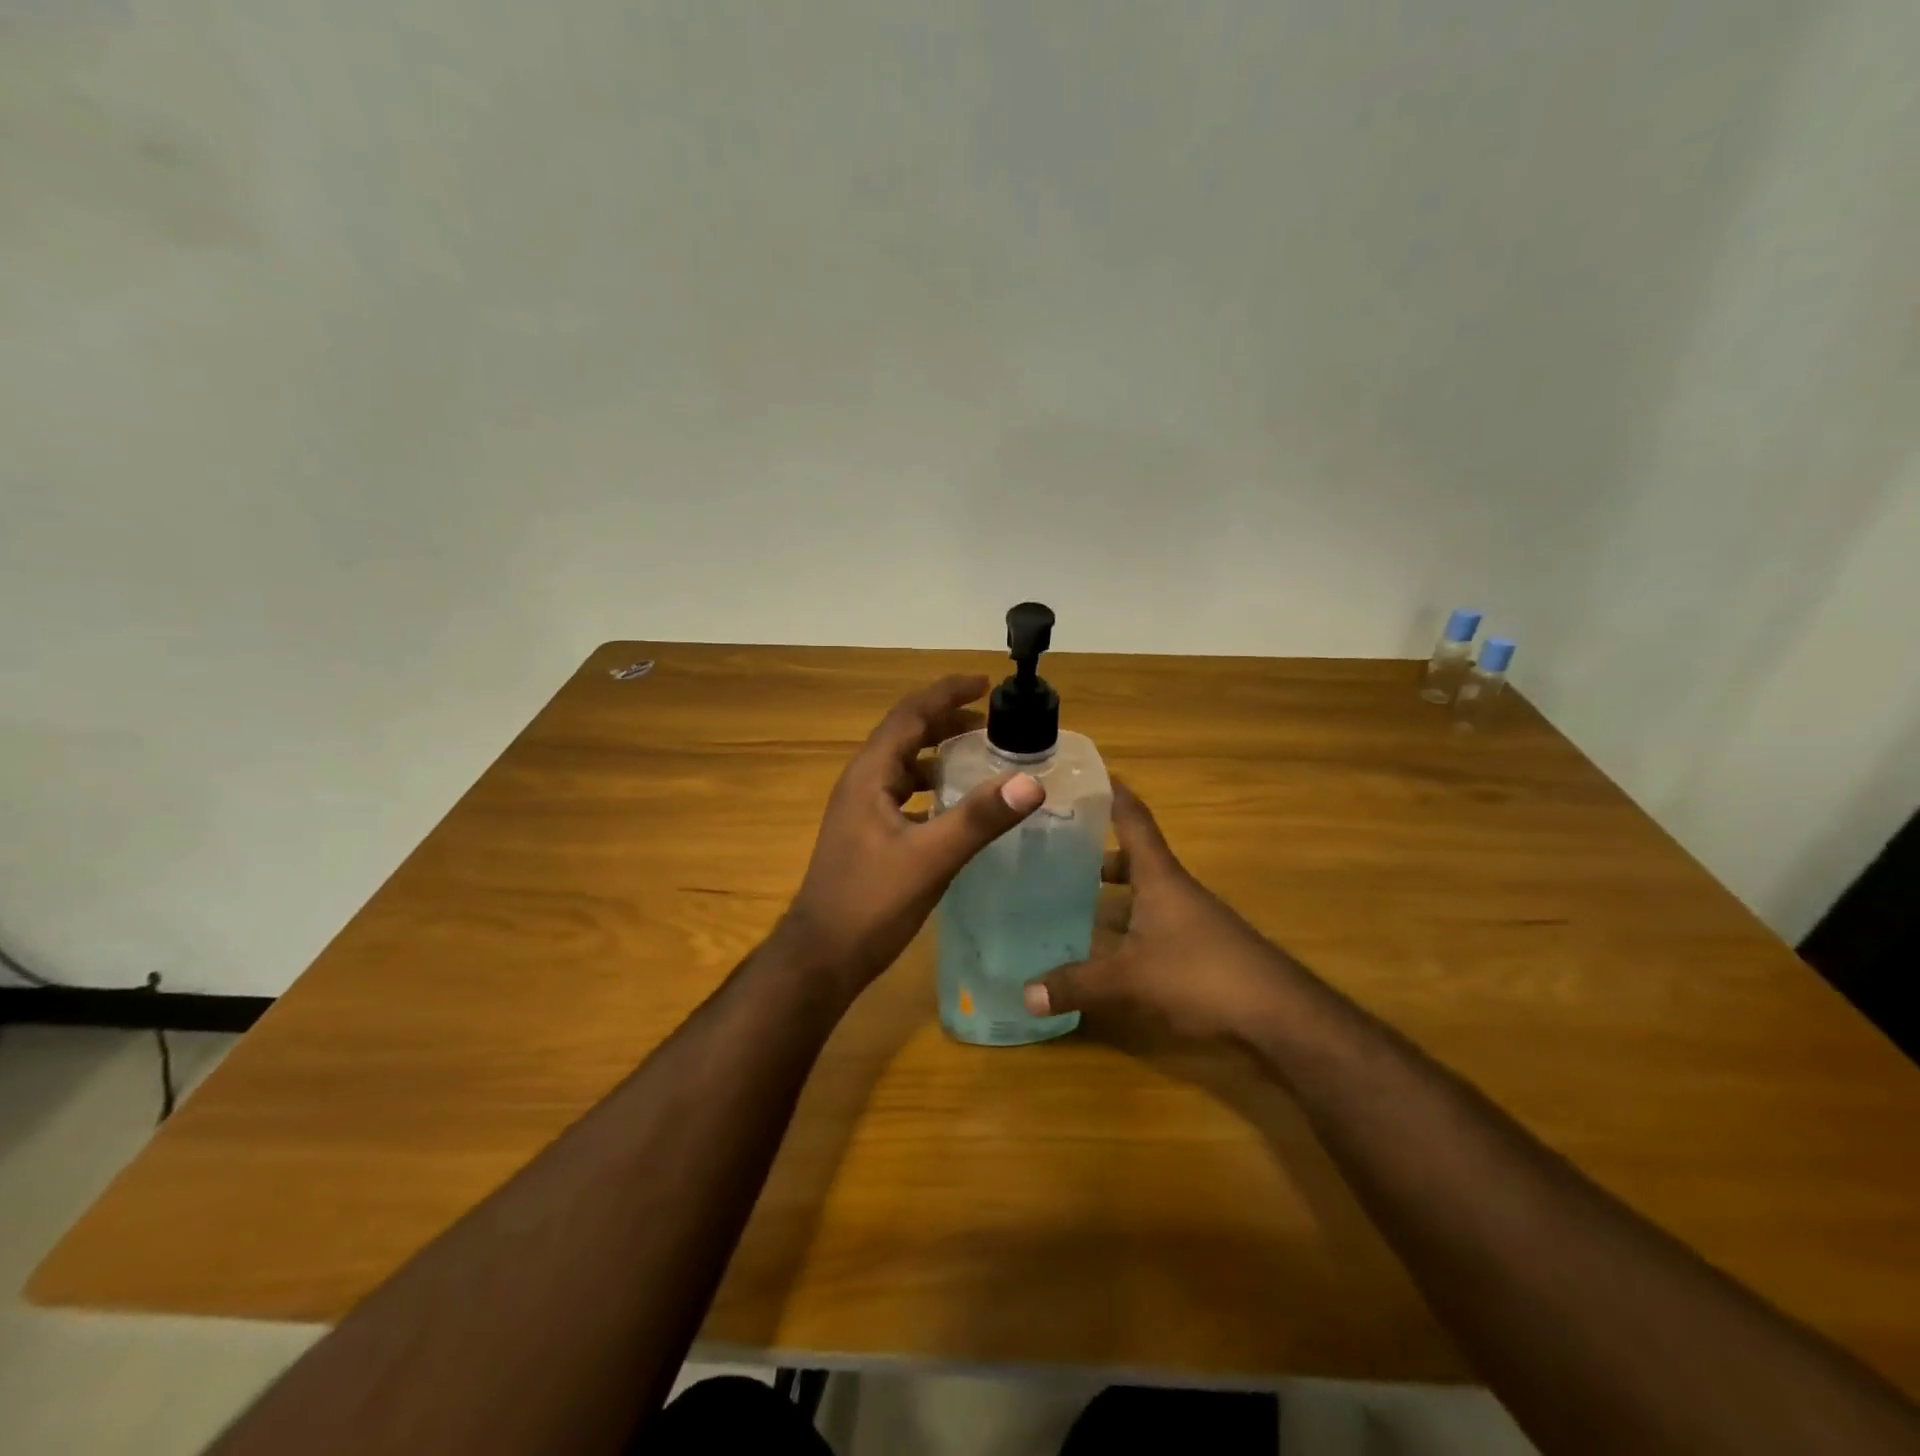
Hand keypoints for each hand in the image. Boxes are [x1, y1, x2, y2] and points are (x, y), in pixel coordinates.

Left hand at [781, 675, 1046, 988]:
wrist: (822, 957)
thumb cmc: (870, 903)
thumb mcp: (931, 858)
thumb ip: (979, 819)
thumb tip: (1031, 781)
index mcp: (870, 775)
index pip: (910, 715)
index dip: (946, 694)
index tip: (985, 683)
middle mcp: (861, 783)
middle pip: (906, 736)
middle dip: (947, 721)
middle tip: (992, 720)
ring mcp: (861, 811)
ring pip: (904, 767)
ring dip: (940, 755)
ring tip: (981, 755)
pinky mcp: (866, 836)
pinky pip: (903, 795)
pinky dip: (932, 788)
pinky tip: (956, 807)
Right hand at [1023, 783, 1294, 1039]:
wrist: (1278, 1013)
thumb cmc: (1201, 975)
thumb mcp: (1130, 979)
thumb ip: (1076, 985)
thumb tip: (1024, 995)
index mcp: (1159, 876)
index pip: (1133, 819)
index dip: (1112, 793)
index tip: (1086, 773)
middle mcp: (1174, 888)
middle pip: (1133, 857)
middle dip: (1096, 851)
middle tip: (1055, 848)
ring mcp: (1189, 918)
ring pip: (1142, 892)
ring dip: (1110, 891)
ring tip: (1067, 897)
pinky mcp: (1197, 947)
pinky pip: (1150, 922)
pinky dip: (1125, 924)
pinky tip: (1103, 947)